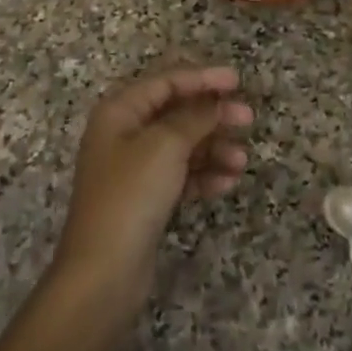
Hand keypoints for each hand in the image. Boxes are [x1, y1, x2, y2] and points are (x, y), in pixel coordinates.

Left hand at [52, 66, 252, 334]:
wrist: (103, 272)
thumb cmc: (131, 196)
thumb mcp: (165, 146)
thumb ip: (194, 117)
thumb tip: (216, 102)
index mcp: (120, 111)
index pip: (165, 81)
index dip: (202, 77)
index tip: (237, 81)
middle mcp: (123, 134)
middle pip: (175, 112)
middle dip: (212, 115)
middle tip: (248, 118)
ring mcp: (134, 168)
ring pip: (182, 145)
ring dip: (213, 148)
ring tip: (242, 162)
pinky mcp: (145, 199)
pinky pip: (180, 175)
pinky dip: (203, 175)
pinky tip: (227, 183)